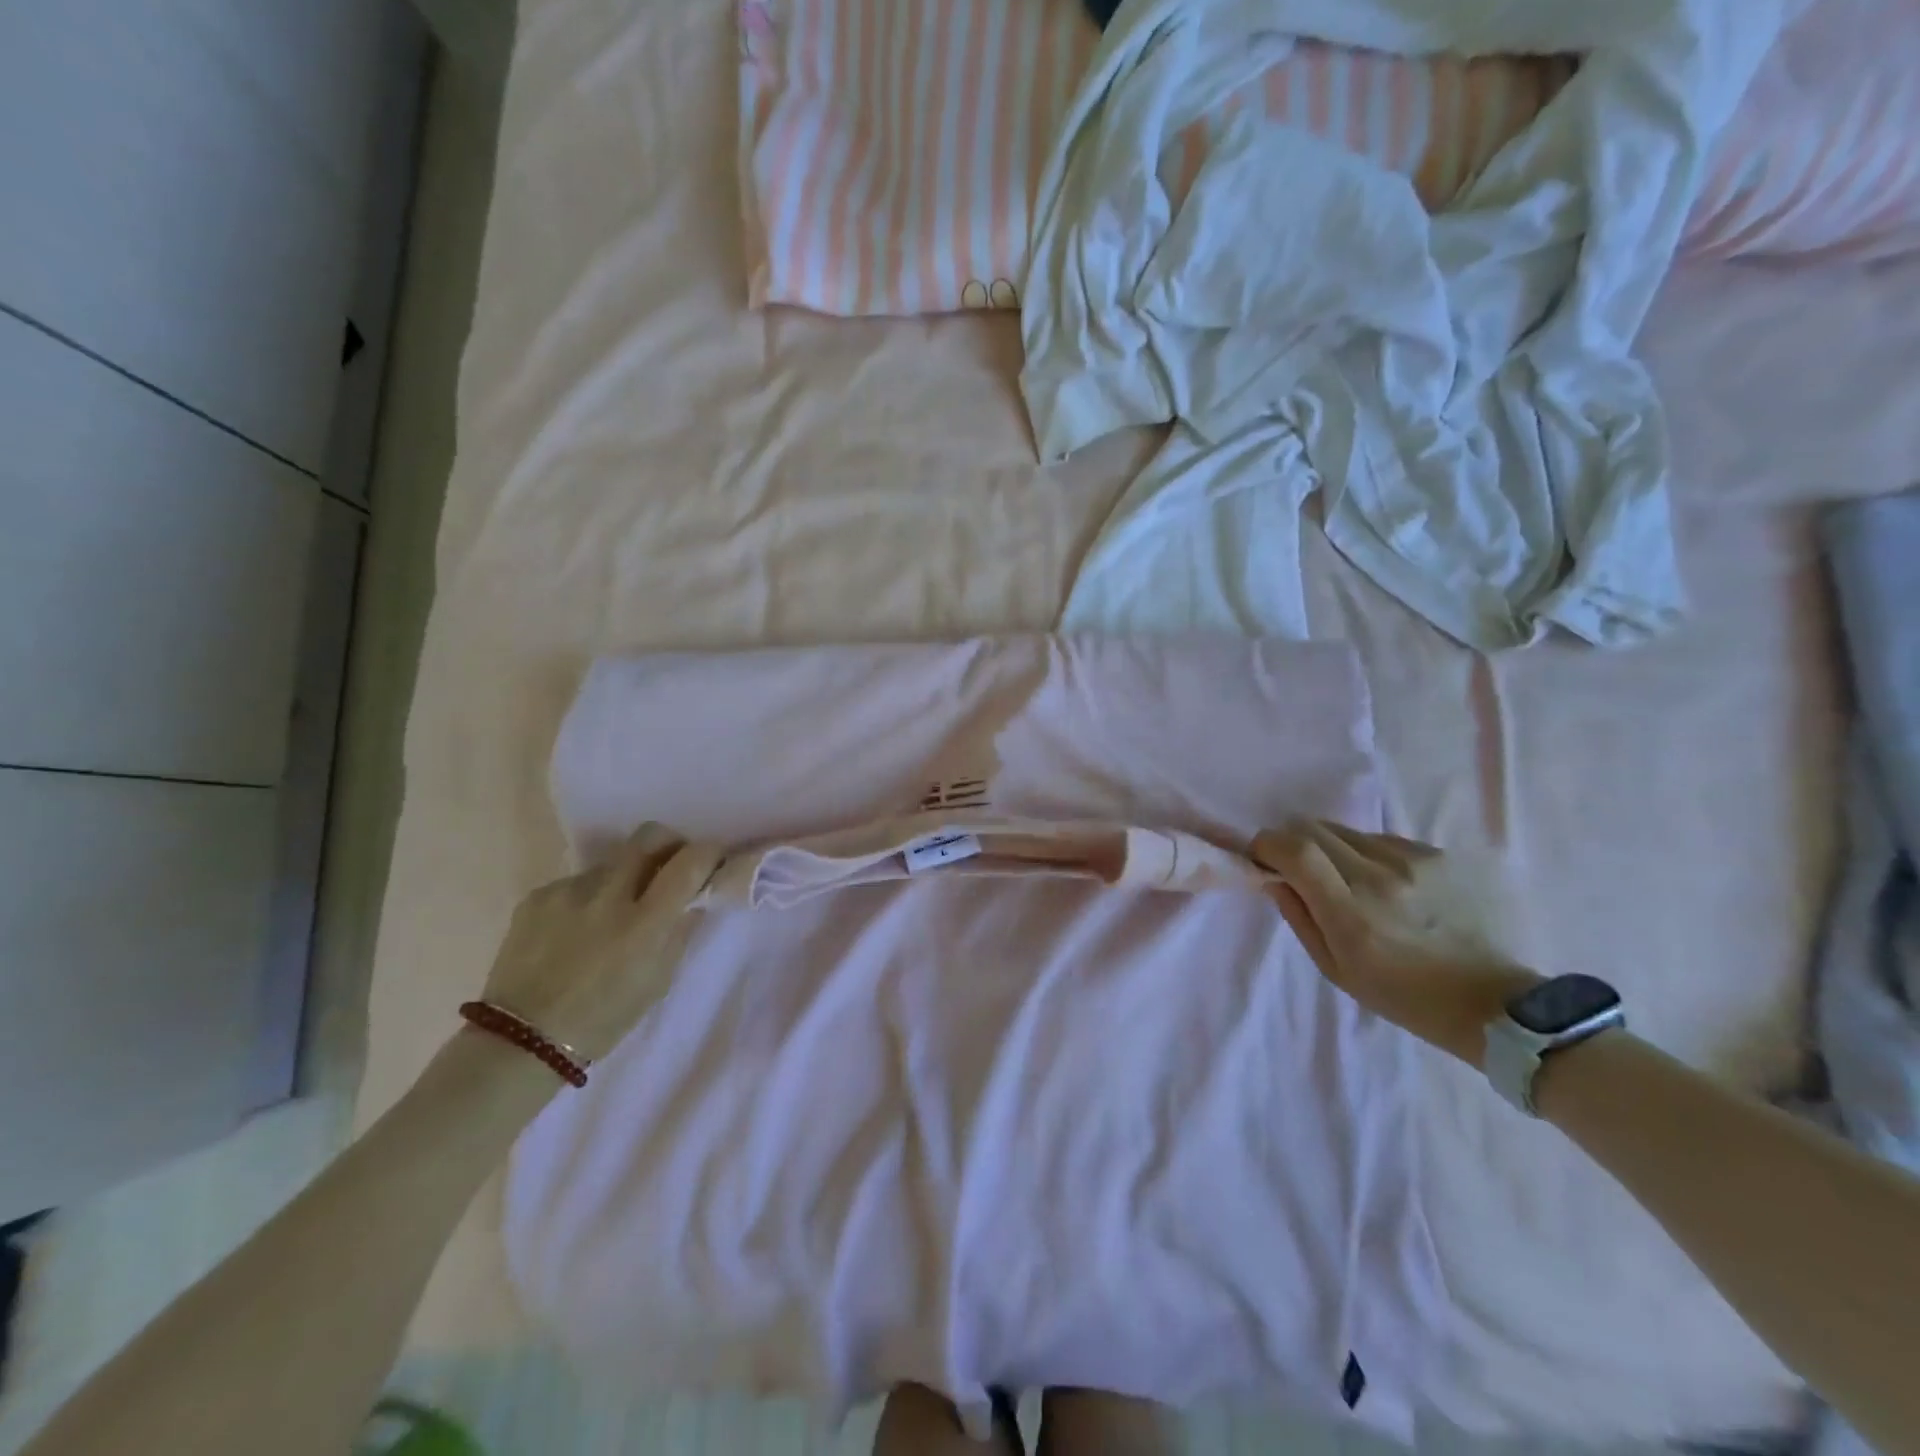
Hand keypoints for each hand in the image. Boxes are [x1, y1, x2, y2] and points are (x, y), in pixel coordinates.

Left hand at [480, 824, 724, 1061]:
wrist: (521, 1041)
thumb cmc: (604, 1018)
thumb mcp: (658, 981)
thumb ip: (679, 931)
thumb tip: (694, 898)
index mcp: (645, 922)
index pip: (689, 863)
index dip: (709, 852)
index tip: (713, 858)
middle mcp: (609, 895)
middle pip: (649, 836)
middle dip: (669, 843)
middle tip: (671, 864)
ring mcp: (569, 891)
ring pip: (611, 863)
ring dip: (623, 878)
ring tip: (612, 913)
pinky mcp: (537, 897)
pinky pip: (575, 884)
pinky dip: (586, 899)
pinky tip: (576, 930)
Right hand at [1251, 821, 1540, 1064]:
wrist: (1496, 1002)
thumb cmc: (1406, 997)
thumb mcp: (1337, 970)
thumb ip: (1299, 917)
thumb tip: (1274, 877)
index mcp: (1351, 912)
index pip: (1295, 850)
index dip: (1267, 844)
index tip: (1261, 857)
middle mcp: (1380, 875)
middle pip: (1313, 827)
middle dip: (1293, 842)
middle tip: (1296, 867)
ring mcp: (1414, 860)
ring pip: (1346, 830)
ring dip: (1331, 847)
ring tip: (1347, 881)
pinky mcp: (1439, 855)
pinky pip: (1382, 839)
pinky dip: (1367, 854)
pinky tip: (1387, 885)